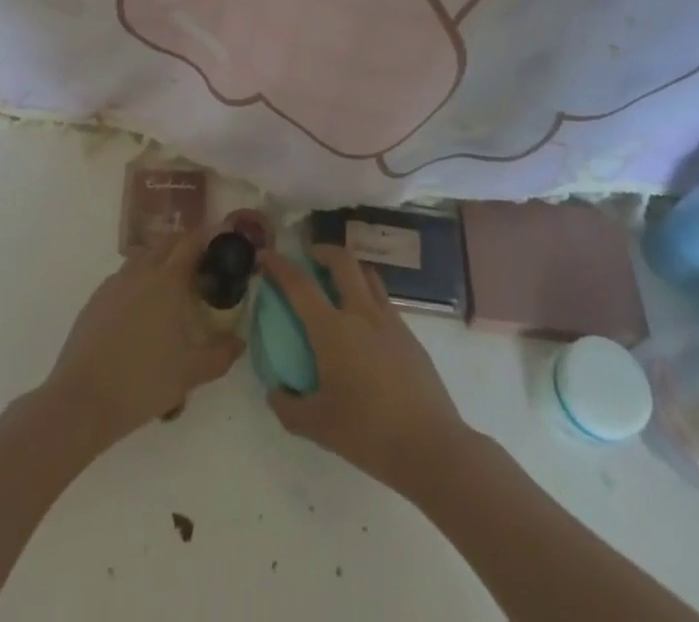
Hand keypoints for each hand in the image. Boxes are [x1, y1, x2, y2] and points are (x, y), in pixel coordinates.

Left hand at [42, 228, 242, 445]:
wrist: (82, 400)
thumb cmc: (143, 382)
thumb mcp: (191, 373)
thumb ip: (220, 355)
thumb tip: (239, 342)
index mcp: (168, 280)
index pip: (191, 242)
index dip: (208, 238)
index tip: (221, 246)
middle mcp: (141, 271)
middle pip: (167, 242)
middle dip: (185, 246)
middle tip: (201, 266)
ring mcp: (115, 283)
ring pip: (143, 256)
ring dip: (160, 260)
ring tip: (172, 286)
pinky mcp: (97, 298)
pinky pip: (124, 276)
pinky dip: (139, 279)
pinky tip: (142, 309)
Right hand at [260, 246, 473, 494]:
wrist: (431, 446)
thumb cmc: (368, 433)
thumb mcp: (317, 427)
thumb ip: (288, 407)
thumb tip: (275, 391)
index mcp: (333, 329)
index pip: (300, 284)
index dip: (279, 266)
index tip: (266, 256)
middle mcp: (361, 313)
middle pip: (342, 261)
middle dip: (322, 251)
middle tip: (309, 258)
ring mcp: (389, 321)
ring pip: (367, 275)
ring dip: (349, 269)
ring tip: (338, 284)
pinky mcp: (409, 335)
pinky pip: (383, 301)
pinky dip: (368, 296)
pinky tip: (363, 326)